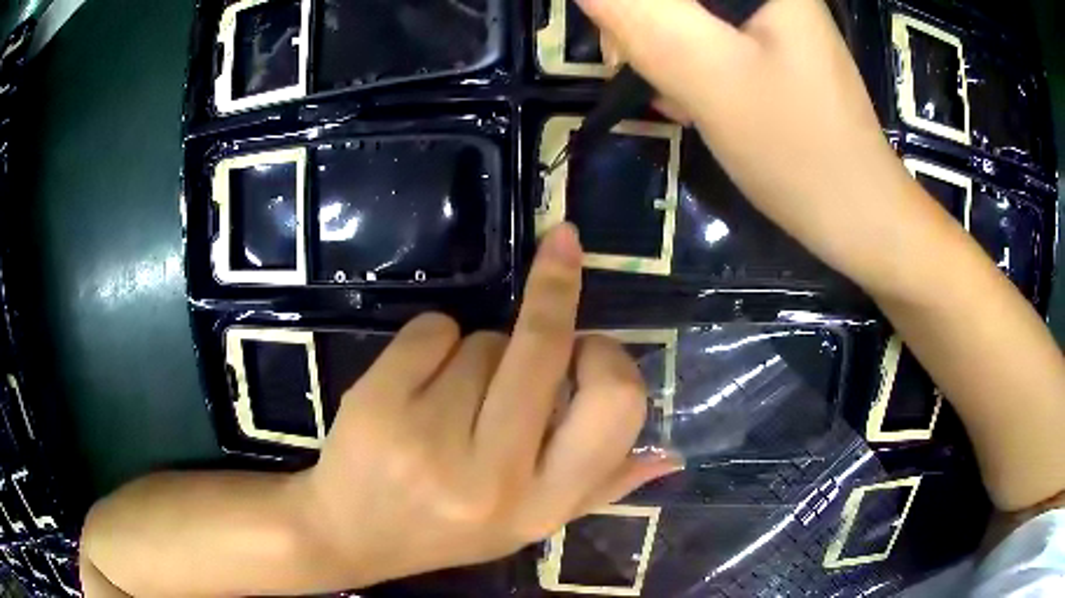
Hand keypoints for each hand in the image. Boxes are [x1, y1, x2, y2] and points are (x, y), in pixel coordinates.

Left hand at [295, 224, 678, 587]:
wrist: (350, 534)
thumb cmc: (448, 527)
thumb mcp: (531, 522)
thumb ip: (602, 488)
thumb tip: (670, 456)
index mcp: (543, 503)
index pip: (613, 405)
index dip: (609, 356)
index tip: (591, 340)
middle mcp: (493, 474)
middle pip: (546, 344)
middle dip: (555, 289)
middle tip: (560, 255)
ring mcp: (429, 437)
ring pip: (483, 339)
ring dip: (478, 351)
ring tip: (452, 400)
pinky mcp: (378, 402)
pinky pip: (433, 328)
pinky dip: (433, 340)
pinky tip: (414, 385)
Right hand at [583, 0, 919, 289]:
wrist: (856, 215)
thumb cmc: (799, 151)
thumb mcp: (711, 76)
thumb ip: (643, 16)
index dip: (637, 12)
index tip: (628, 48)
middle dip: (644, 29)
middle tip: (654, 78)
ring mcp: (766, 18)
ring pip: (680, 15)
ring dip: (660, 51)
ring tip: (681, 99)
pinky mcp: (765, 46)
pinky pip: (701, 38)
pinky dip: (685, 65)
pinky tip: (696, 100)